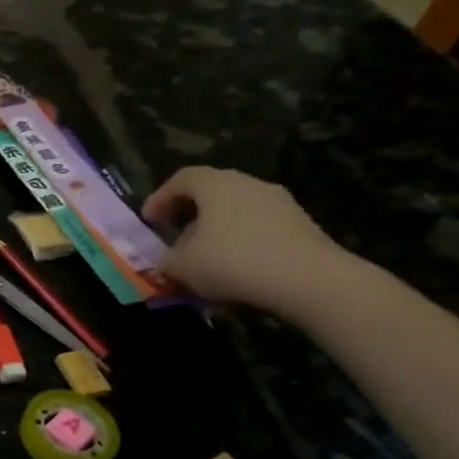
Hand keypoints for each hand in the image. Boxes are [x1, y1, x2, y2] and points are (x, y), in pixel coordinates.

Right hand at [142, 167, 358, 318]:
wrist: (310, 280)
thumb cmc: (233, 262)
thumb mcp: (182, 266)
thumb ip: (165, 261)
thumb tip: (165, 262)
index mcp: (216, 184)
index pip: (181, 178)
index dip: (160, 197)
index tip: (148, 221)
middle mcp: (248, 184)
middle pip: (211, 192)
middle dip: (189, 214)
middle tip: (174, 236)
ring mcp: (279, 203)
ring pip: (236, 210)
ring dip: (216, 230)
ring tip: (204, 258)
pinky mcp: (300, 225)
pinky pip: (259, 227)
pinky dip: (241, 242)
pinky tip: (235, 269)